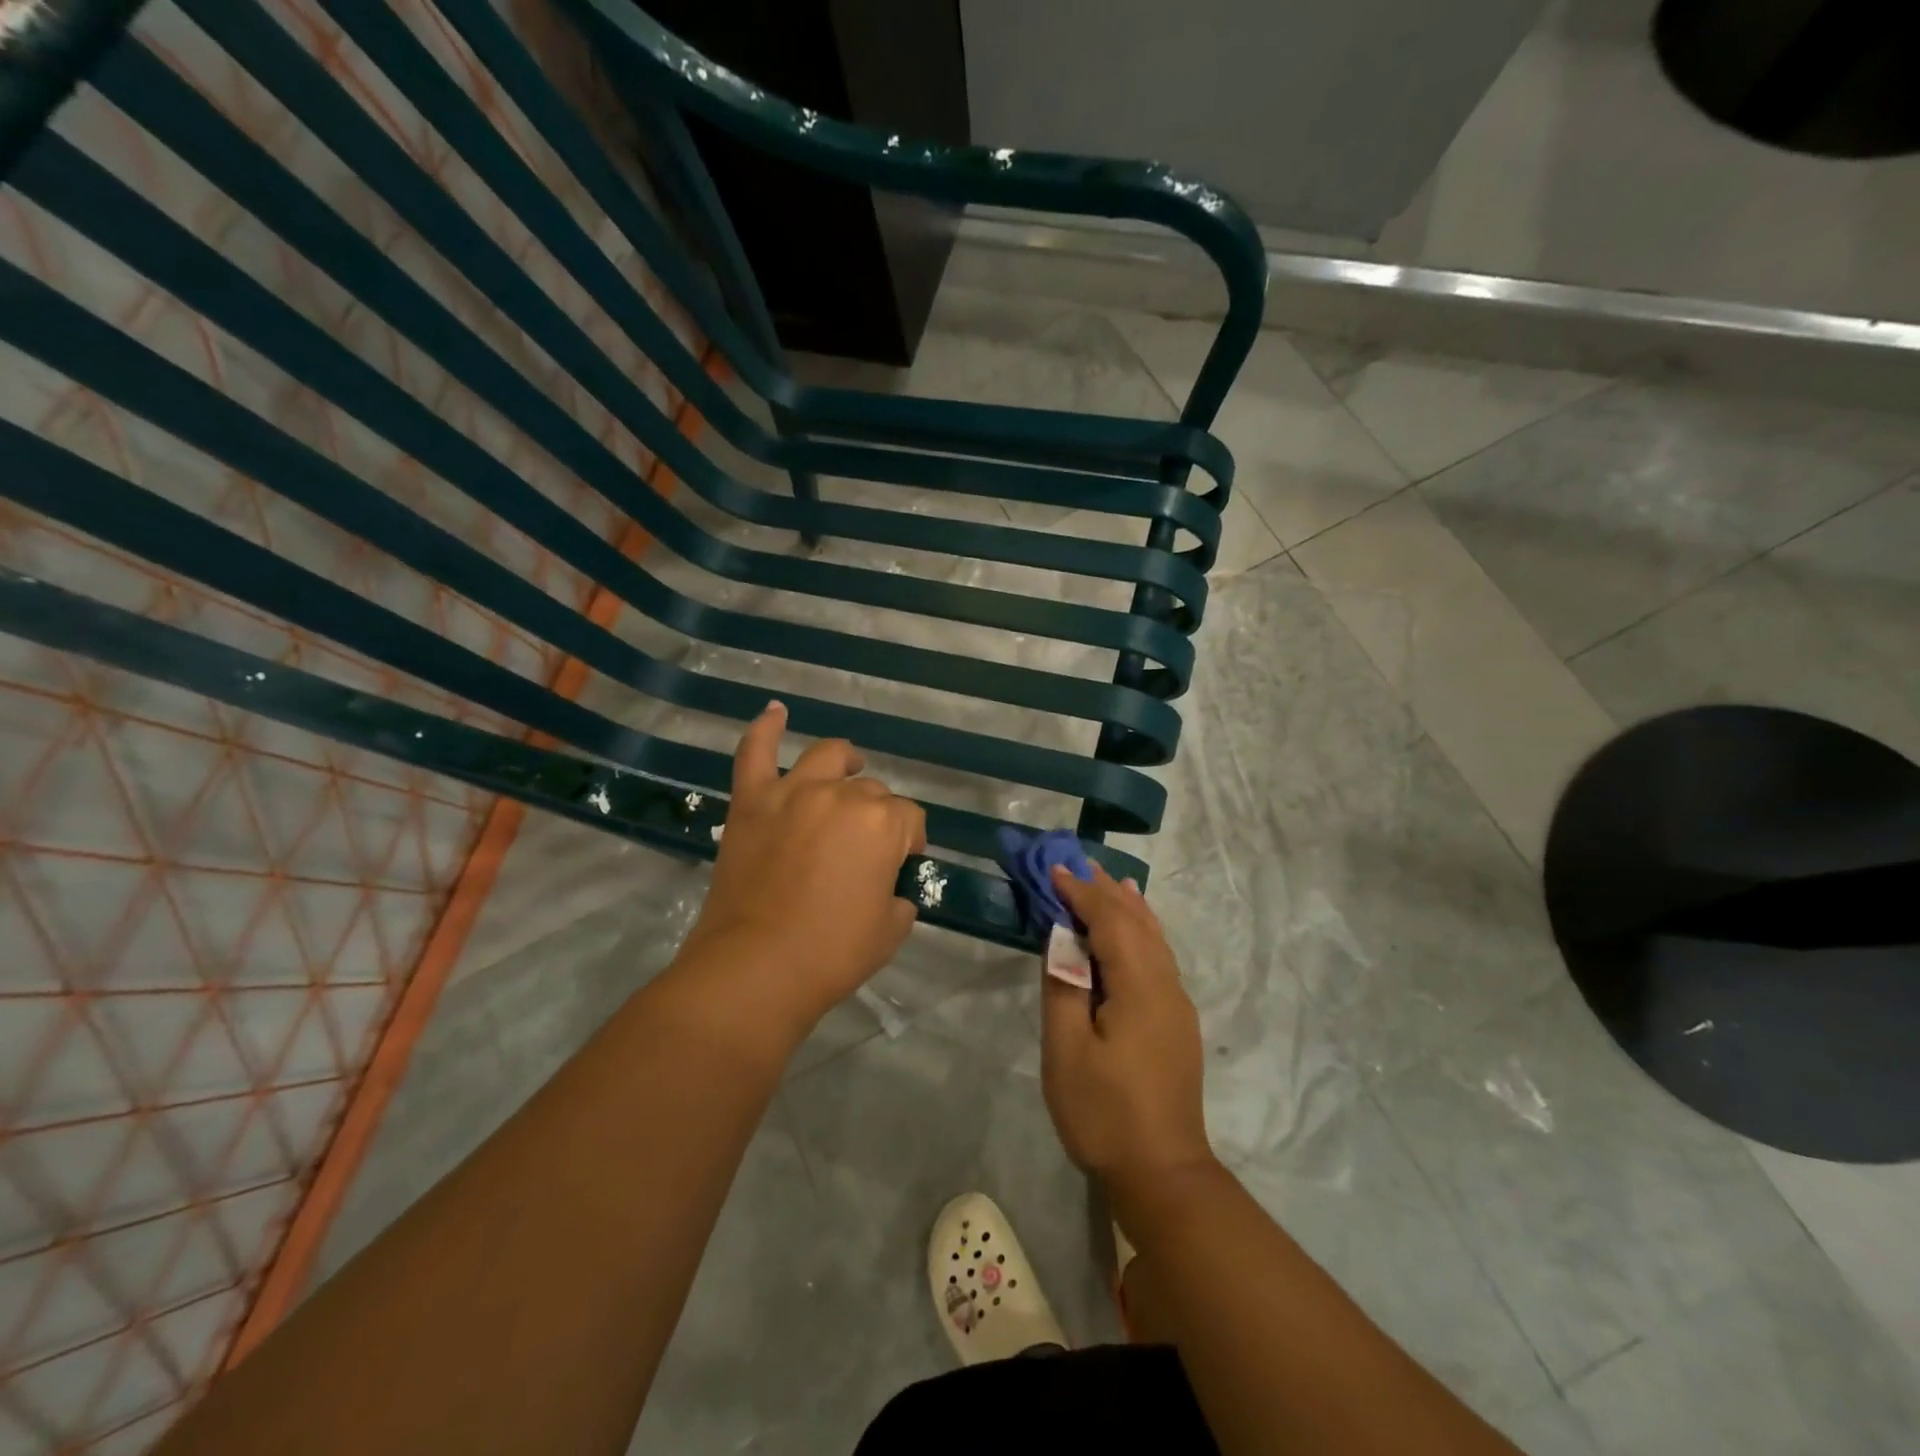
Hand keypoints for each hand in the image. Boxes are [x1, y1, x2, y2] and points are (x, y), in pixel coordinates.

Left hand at [678, 702, 925, 1035]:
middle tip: (863, 851)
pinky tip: (776, 711)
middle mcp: (842, 795)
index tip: (898, 868)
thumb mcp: (891, 929)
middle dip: (876, 815)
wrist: (755, 968)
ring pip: (827, 757)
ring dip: (844, 760)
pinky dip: (765, 728)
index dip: (908, 843)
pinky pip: (756, 753)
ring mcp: (792, 792)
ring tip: (848, 767)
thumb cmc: (831, 953)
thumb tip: (887, 886)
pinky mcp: (751, 801)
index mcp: (883, 823)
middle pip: (871, 790)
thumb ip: (898, 896)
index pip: (910, 819)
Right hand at [1040, 864, 1213, 1191]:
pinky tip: (1135, 928)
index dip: (1081, 892)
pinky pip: (1159, 958)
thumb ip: (1063, 987)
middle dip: (1105, 890)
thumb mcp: (1067, 1051)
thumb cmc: (1104, 1113)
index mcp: (1139, 986)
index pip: (1110, 921)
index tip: (1052, 870)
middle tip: (1075, 863)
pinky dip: (1141, 931)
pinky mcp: (1177, 1022)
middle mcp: (1166, 984)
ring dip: (1127, 907)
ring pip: (1153, 938)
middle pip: (1137, 922)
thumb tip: (1060, 940)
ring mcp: (1177, 1004)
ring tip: (1107, 880)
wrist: (1163, 1173)